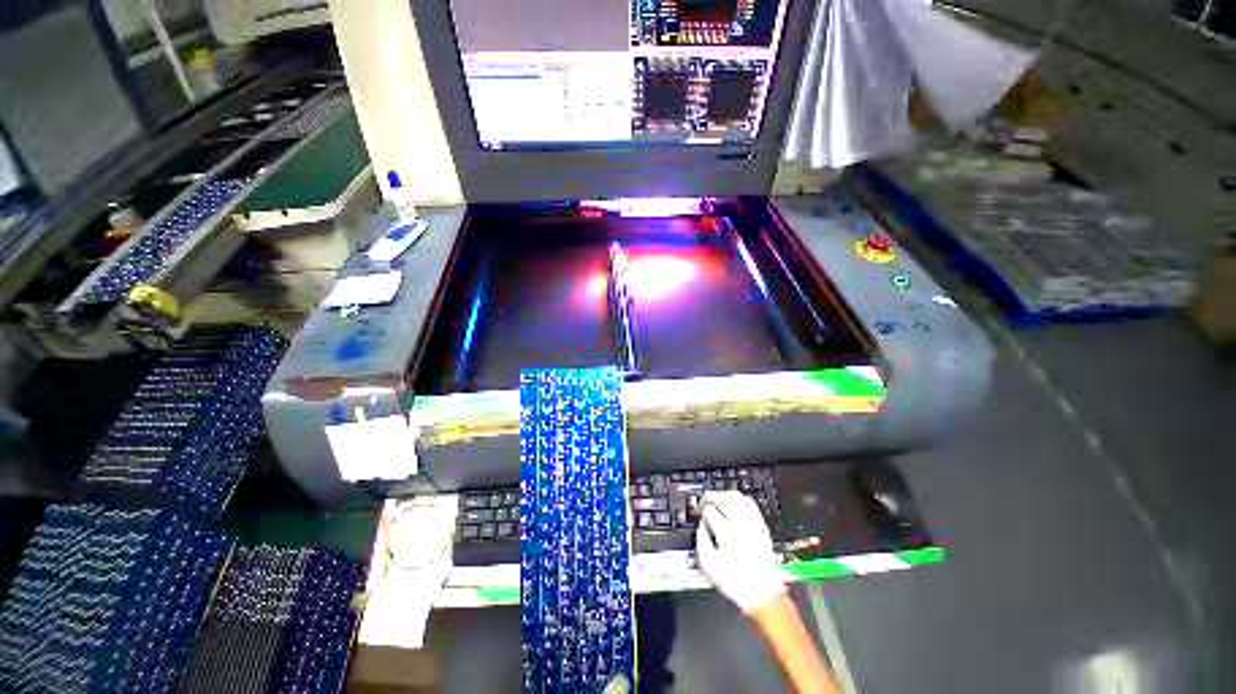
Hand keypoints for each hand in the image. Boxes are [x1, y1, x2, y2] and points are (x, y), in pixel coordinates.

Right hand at [695, 490, 786, 612]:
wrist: (762, 592)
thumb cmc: (733, 581)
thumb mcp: (709, 566)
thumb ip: (701, 542)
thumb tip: (700, 526)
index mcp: (725, 534)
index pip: (709, 511)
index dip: (700, 510)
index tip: (697, 514)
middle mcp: (739, 525)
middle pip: (722, 500)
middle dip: (709, 497)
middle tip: (703, 501)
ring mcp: (752, 523)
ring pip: (736, 498)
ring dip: (724, 495)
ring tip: (717, 499)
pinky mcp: (761, 525)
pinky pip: (750, 504)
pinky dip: (740, 499)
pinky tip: (734, 503)